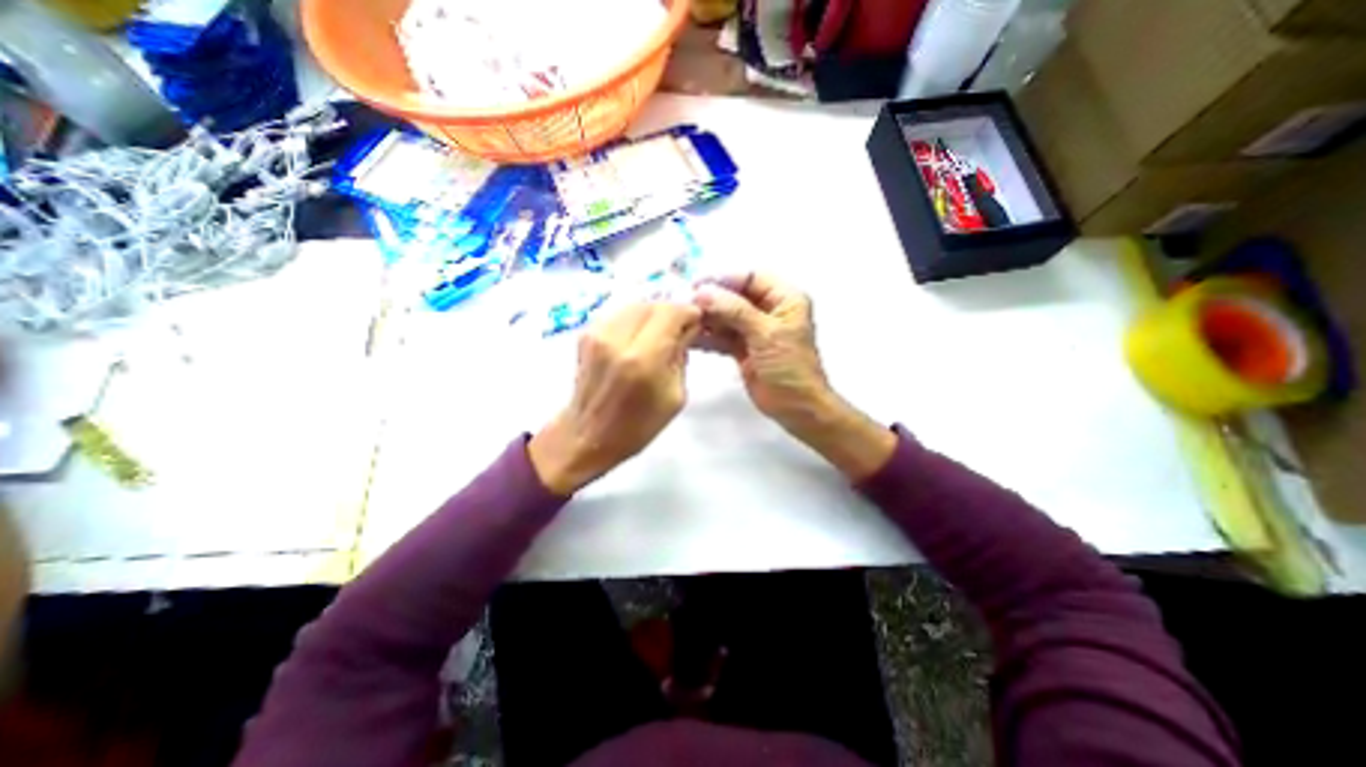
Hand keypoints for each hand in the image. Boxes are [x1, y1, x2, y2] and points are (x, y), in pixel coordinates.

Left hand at [530, 302, 703, 495]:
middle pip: (653, 304)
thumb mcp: (675, 396)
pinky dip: (635, 321)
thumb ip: (681, 356)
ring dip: (652, 316)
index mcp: (643, 359)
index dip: (688, 312)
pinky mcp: (586, 334)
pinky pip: (620, 314)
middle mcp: (616, 339)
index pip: (671, 312)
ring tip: (659, 336)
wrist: (588, 435)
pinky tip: (639, 339)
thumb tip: (687, 329)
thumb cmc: (637, 426)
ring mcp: (597, 333)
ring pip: (635, 305)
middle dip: (671, 313)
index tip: (695, 323)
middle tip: (679, 331)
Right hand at [695, 273, 896, 477]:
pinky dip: (707, 337)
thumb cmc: (790, 367)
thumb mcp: (766, 334)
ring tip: (683, 320)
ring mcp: (754, 330)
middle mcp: (768, 310)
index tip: (696, 284)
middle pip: (734, 296)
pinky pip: (722, 336)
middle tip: (684, 304)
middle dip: (711, 300)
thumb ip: (735, 311)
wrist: (796, 408)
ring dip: (706, 318)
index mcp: (783, 299)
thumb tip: (703, 292)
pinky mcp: (742, 349)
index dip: (724, 279)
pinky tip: (689, 337)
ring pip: (726, 317)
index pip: (750, 278)